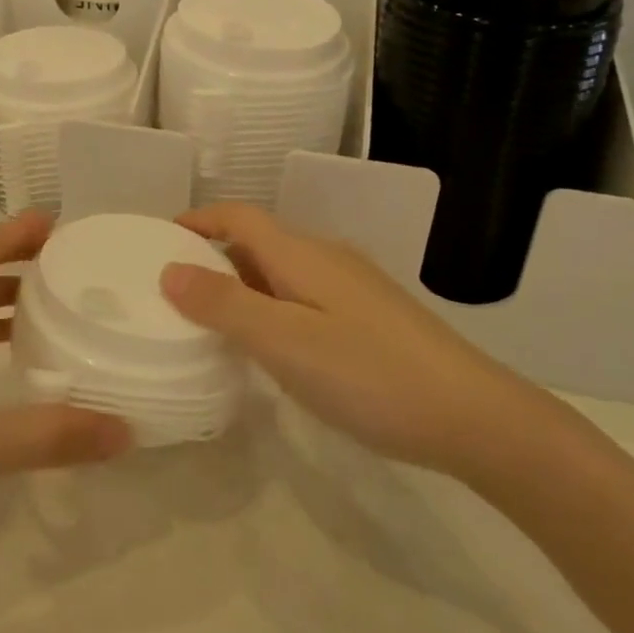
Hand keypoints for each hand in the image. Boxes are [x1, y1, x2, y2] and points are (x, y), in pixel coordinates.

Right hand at [160, 204, 546, 479]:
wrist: (474, 416)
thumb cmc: (369, 373)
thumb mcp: (284, 342)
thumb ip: (224, 304)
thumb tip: (169, 270)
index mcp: (301, 254)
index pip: (238, 217)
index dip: (197, 219)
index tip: (159, 240)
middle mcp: (326, 258)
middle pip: (258, 241)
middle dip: (214, 256)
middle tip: (176, 291)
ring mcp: (353, 287)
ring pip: (282, 272)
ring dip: (243, 285)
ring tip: (213, 323)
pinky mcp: (371, 317)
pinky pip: (304, 296)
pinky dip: (272, 307)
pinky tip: (273, 348)